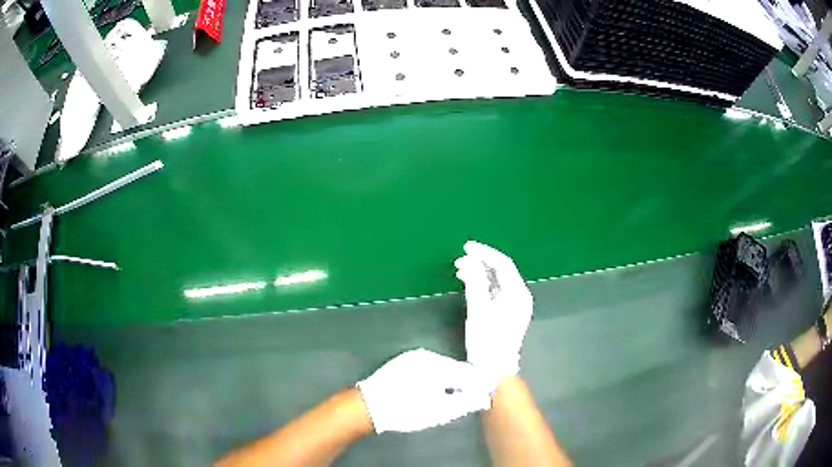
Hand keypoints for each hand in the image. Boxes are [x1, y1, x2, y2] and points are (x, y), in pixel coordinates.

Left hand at [356, 348, 491, 433]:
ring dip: (449, 381)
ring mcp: (413, 357)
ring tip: (448, 398)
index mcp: (437, 366)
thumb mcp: (438, 412)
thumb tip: (483, 397)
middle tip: (466, 400)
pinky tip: (431, 391)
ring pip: (442, 367)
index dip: (478, 384)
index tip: (484, 395)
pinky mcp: (404, 361)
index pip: (468, 372)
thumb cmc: (405, 411)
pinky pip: (428, 367)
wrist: (368, 407)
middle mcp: (427, 356)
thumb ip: (465, 403)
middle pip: (455, 368)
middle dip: (463, 383)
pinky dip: (435, 378)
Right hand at [455, 241, 533, 390]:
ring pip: (499, 280)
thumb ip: (475, 283)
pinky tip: (470, 284)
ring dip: (481, 273)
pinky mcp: (511, 312)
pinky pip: (498, 290)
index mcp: (517, 293)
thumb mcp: (478, 311)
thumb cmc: (487, 341)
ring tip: (460, 271)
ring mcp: (517, 304)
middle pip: (502, 270)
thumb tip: (470, 261)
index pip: (502, 264)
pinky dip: (484, 285)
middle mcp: (521, 295)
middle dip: (481, 262)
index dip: (484, 252)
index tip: (466, 247)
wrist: (495, 369)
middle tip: (459, 260)